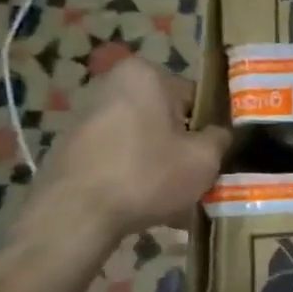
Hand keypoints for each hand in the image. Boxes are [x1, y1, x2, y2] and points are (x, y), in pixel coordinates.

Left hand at [25, 59, 228, 241]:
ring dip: (160, 162)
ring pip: (144, 138)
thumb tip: (219, 134)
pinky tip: (144, 202)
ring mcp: (87, 116)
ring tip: (174, 197)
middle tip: (197, 177)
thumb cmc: (147, 175)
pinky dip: (135, 173)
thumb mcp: (203, 158)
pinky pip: (120, 156)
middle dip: (182, 145)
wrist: (74, 216)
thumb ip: (220, 138)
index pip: (196, 97)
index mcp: (145, 75)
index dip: (211, 128)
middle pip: (167, 117)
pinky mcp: (72, 147)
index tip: (216, 155)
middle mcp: (112, 85)